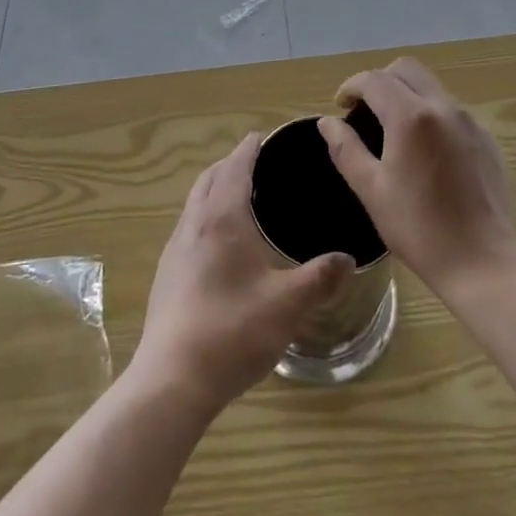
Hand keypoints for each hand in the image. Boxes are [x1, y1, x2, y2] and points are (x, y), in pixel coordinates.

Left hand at [132, 134, 354, 413]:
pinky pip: (188, 227)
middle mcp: (194, 224)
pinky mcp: (166, 275)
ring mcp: (175, 250)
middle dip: (229, 165)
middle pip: (209, 179)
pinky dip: (205, 216)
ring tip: (240, 199)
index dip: (249, 149)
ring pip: (195, 202)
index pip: (235, 167)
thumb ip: (321, 278)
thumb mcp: (288, 305)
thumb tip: (348, 258)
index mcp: (222, 218)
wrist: (173, 379)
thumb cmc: (233, 331)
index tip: (262, 136)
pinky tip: (220, 245)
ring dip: (214, 189)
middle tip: (256, 164)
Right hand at [319, 58, 515, 296]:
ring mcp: (470, 121)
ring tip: (394, 130)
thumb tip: (327, 122)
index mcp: (410, 116)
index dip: (351, 86)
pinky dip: (431, 113)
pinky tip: (426, 150)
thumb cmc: (419, 228)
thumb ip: (345, 149)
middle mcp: (443, 107)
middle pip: (407, 69)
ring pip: (432, 86)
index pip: (374, 79)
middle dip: (381, 81)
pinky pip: (452, 110)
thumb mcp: (371, 190)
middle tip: (366, 111)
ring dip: (407, 94)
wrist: (483, 262)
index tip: (341, 106)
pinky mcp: (487, 139)